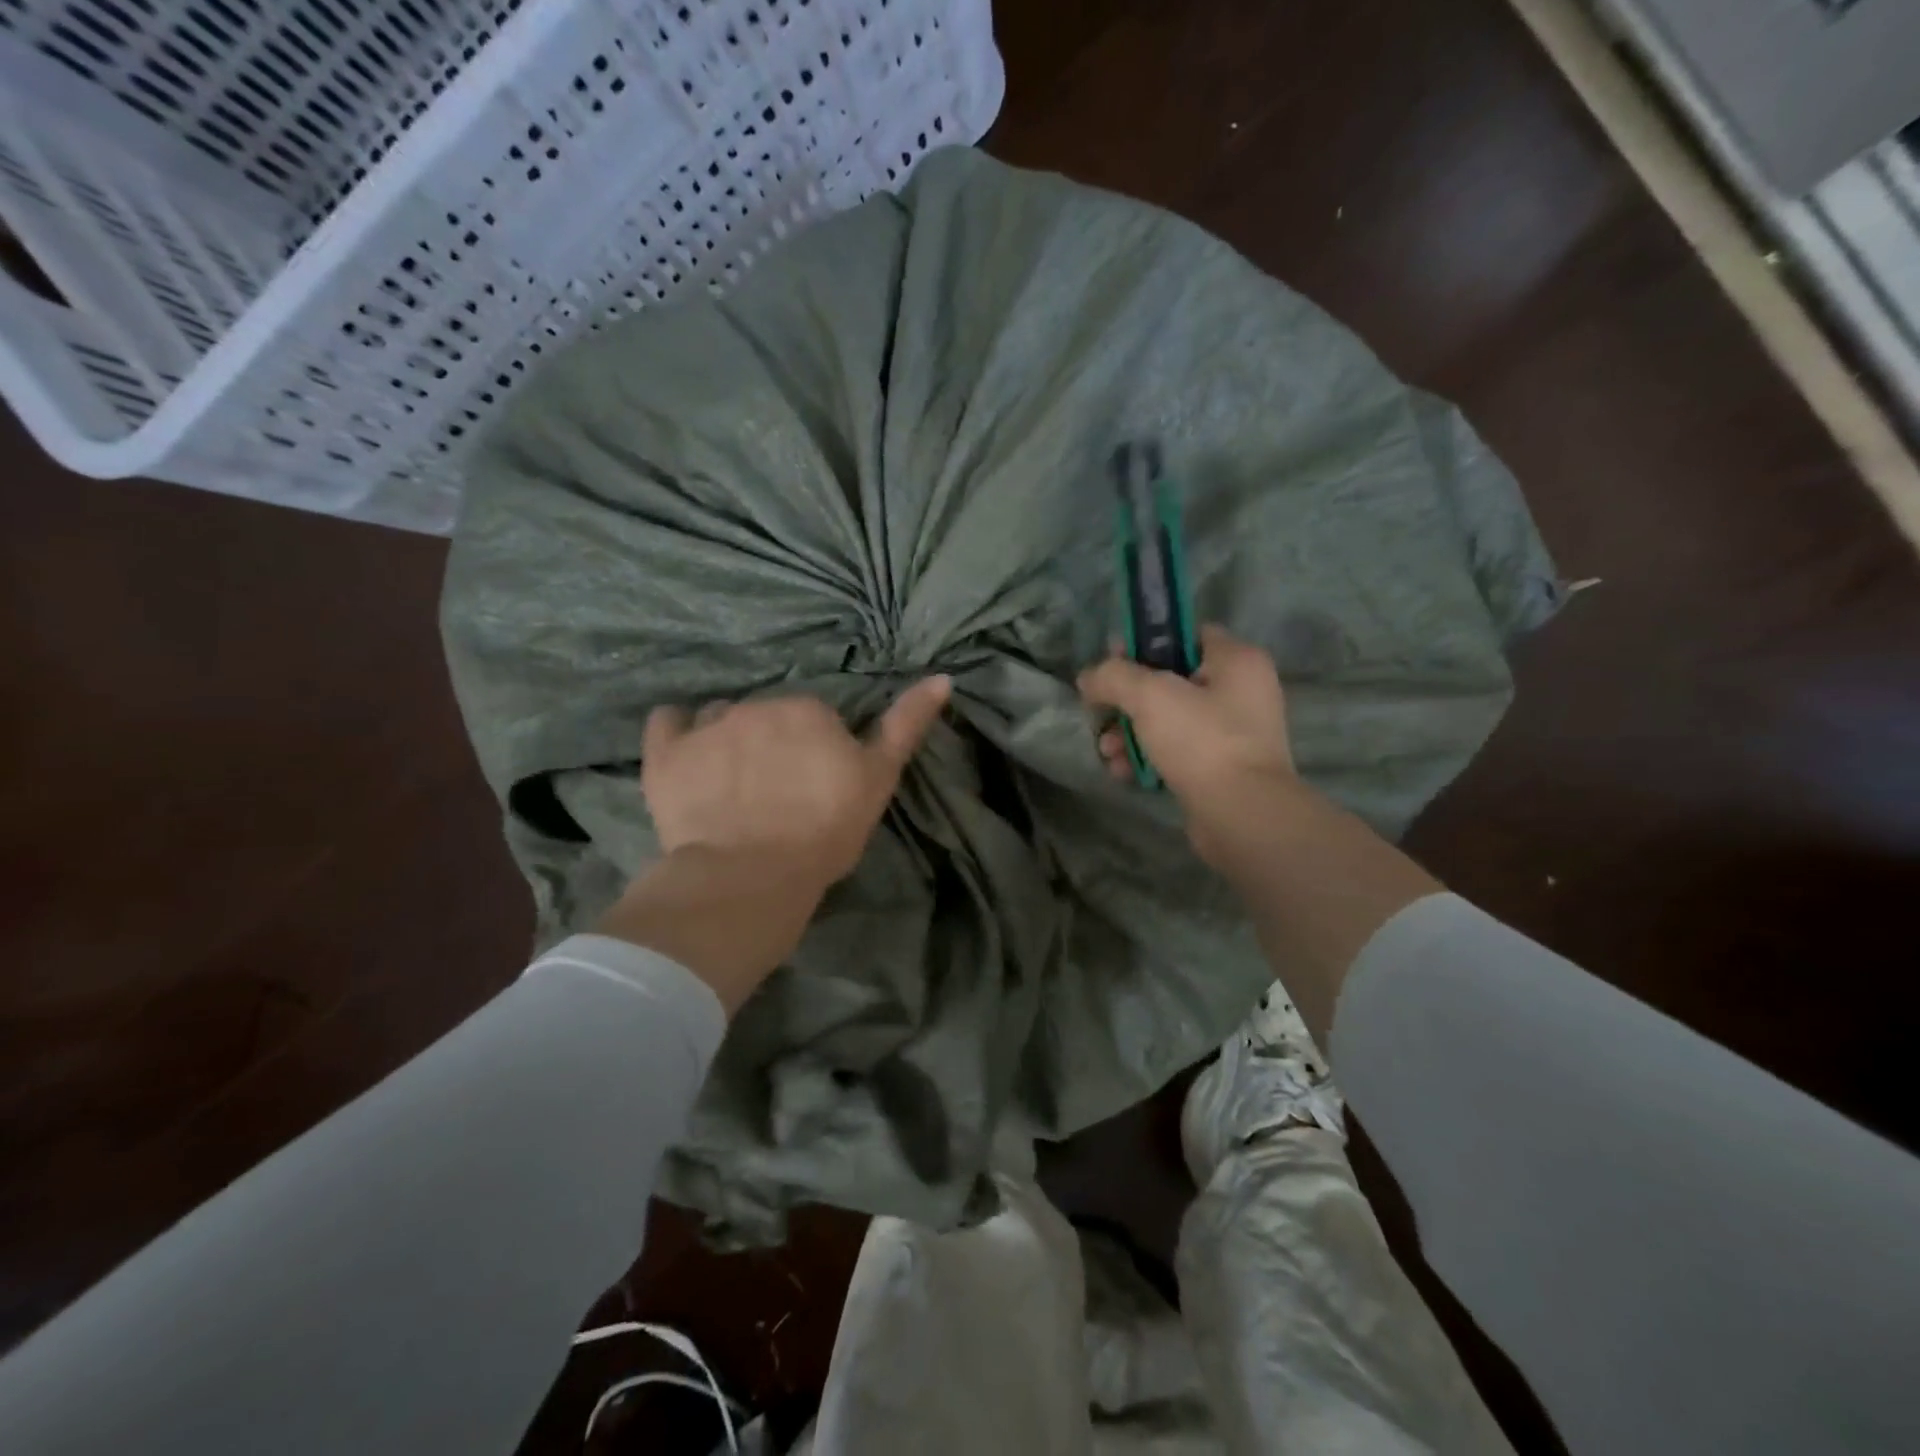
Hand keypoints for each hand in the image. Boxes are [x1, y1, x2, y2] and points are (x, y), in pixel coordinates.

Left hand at [642, 678, 950, 883]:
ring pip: (720, 718)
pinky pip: (666, 723)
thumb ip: (906, 725)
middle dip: (772, 743)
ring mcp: (707, 726)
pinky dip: (676, 734)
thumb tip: (942, 677)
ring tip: (731, 786)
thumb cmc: (824, 831)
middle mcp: (756, 704)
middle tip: (777, 794)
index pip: (814, 718)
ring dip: (727, 739)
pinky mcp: (665, 754)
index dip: (816, 751)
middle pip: (767, 716)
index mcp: (808, 709)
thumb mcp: (878, 780)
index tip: (815, 786)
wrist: (751, 876)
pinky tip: (685, 756)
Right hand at [1077, 625, 1298, 865]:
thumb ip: (1113, 676)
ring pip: (1167, 719)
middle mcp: (1240, 691)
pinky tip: (1122, 771)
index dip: (1144, 642)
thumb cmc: (1201, 741)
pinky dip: (1147, 756)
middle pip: (1169, 680)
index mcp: (1236, 660)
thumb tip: (1089, 678)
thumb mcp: (1150, 695)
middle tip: (1100, 711)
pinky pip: (1175, 751)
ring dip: (1129, 732)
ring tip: (1107, 751)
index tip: (1111, 661)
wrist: (1241, 815)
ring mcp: (1232, 733)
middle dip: (1127, 699)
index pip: (1185, 634)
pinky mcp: (1220, 768)